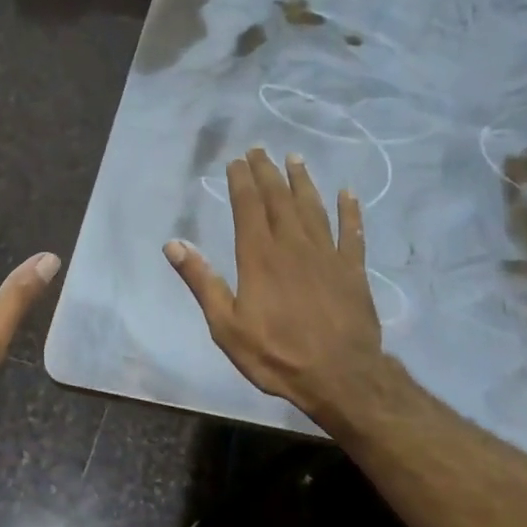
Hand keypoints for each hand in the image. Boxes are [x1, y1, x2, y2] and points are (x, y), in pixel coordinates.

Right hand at [164, 148, 387, 425]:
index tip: (236, 161)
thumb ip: (201, 282)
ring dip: (303, 181)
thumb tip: (173, 244)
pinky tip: (348, 193)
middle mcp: (293, 246)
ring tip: (295, 158)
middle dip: (267, 173)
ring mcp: (327, 255)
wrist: (339, 376)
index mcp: (259, 257)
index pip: (248, 208)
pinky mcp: (353, 270)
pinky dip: (350, 211)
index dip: (241, 182)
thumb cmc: (275, 354)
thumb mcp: (225, 325)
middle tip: (260, 149)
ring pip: (314, 208)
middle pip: (279, 200)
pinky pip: (352, 232)